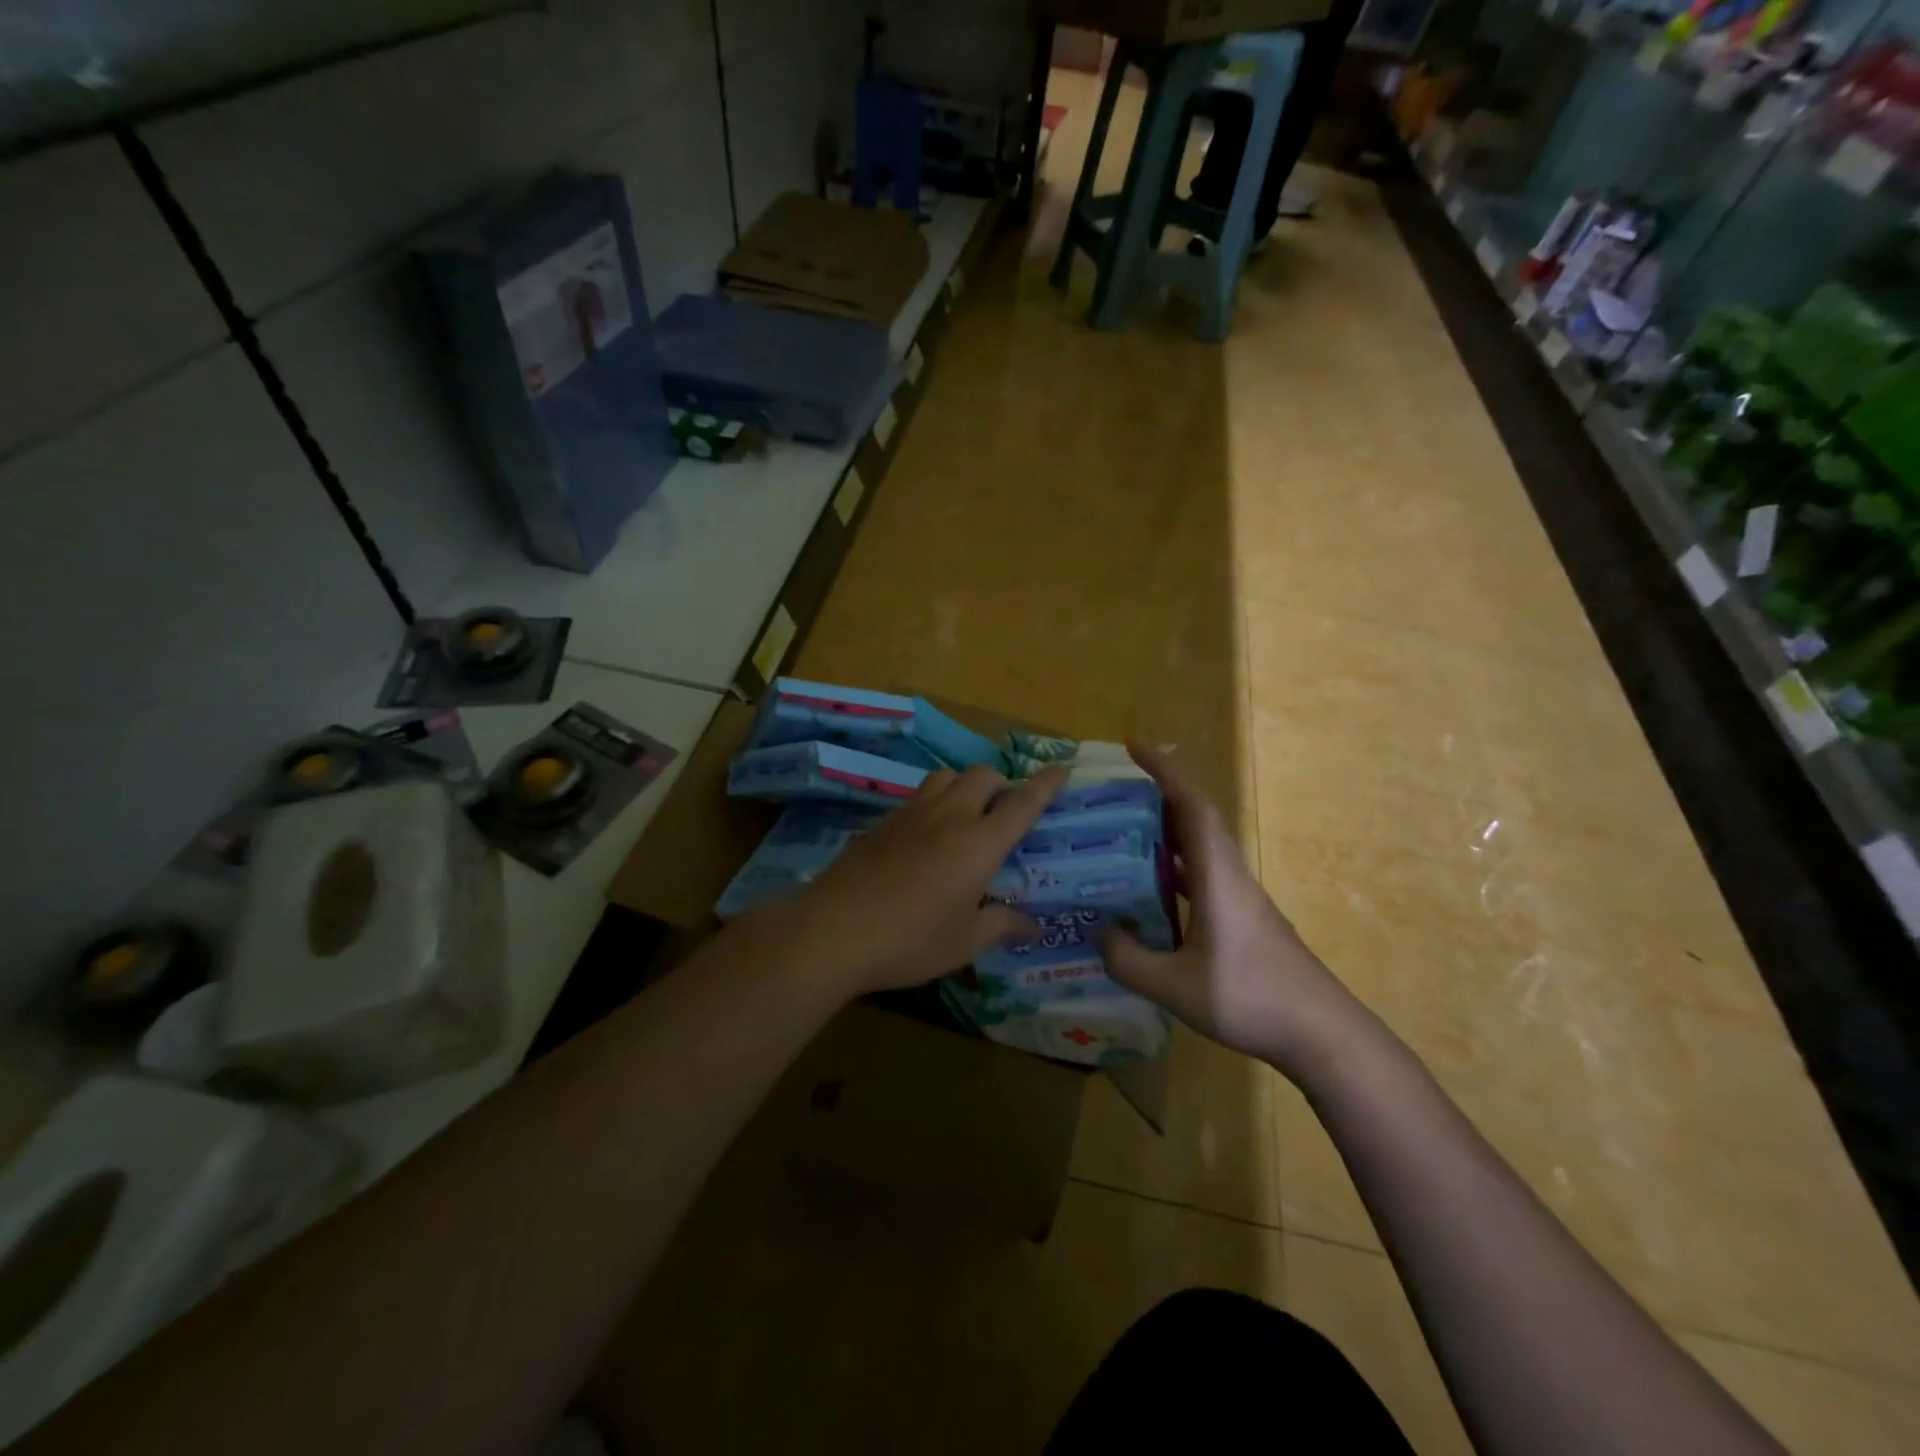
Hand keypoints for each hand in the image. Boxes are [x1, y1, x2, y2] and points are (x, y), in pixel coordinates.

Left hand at [755, 763, 1068, 996]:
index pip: (1022, 803)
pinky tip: (926, 835)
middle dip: (1002, 783)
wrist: (833, 930)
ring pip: (946, 776)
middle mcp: (948, 816)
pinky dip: (934, 802)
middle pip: (982, 775)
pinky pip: (917, 797)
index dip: (1045, 784)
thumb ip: (1002, 926)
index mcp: (979, 842)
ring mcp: (910, 814)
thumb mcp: (965, 942)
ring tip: (966, 813)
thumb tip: (1033, 926)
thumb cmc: (911, 939)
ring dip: (964, 784)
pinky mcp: (881, 823)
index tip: (1062, 768)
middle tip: (1006, 810)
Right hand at [1102, 744, 1363, 1077]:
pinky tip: (1152, 891)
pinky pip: (1203, 876)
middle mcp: (1230, 876)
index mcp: (1217, 876)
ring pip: (1201, 848)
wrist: (1321, 1034)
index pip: (1192, 805)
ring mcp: (1241, 898)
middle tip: (1115, 793)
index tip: (1134, 746)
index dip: (1164, 770)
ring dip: (1166, 832)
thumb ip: (1127, 958)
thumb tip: (1100, 931)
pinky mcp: (1244, 919)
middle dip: (1159, 795)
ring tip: (1123, 835)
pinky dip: (1175, 867)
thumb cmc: (1249, 998)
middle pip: (1197, 818)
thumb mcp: (1173, 986)